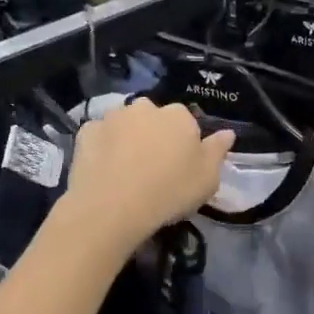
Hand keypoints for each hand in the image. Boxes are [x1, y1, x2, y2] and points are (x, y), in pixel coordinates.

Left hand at [58, 100, 234, 255]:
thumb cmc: (169, 192)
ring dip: (127, 138)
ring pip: (125, 124)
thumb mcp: (207, 179)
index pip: (186, 122)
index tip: (180, 167)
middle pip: (153, 119)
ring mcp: (112, 117)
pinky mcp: (86, 131)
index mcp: (178, 116)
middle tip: (153, 168)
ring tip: (126, 170)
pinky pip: (100, 136)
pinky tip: (104, 169)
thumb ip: (217, 151)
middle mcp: (145, 107)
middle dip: (154, 135)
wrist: (112, 207)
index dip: (184, 144)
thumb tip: (227, 132)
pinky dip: (103, 147)